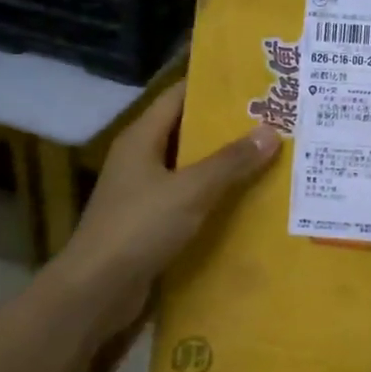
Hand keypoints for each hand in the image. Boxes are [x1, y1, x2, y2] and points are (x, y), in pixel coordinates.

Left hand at [51, 82, 281, 343]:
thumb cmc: (139, 228)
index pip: (178, 96)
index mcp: (141, 139)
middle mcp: (140, 160)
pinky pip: (189, 201)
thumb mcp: (190, 190)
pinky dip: (215, 198)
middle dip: (227, 127)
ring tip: (270, 157)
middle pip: (187, 132)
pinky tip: (248, 202)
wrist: (97, 291)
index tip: (251, 81)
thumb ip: (230, 161)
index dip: (211, 86)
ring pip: (190, 169)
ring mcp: (143, 194)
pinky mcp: (150, 224)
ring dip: (224, 165)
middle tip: (273, 120)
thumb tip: (270, 131)